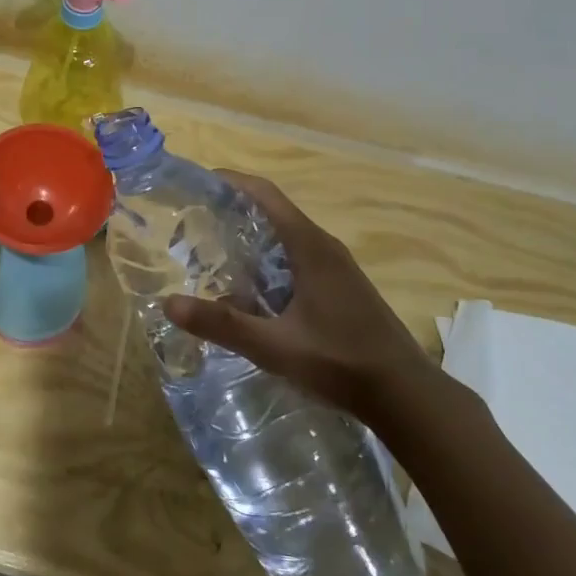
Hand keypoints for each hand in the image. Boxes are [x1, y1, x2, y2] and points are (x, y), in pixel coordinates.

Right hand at [162, 171, 436, 421]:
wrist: (407, 394)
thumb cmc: (342, 362)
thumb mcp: (276, 347)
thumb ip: (224, 325)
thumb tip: (169, 303)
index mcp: (309, 246)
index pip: (264, 194)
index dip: (230, 181)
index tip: (195, 183)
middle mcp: (323, 245)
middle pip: (272, 210)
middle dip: (232, 210)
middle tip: (192, 224)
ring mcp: (336, 265)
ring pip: (285, 235)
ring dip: (251, 235)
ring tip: (212, 252)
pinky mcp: (341, 285)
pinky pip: (296, 255)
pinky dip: (268, 256)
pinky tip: (250, 286)